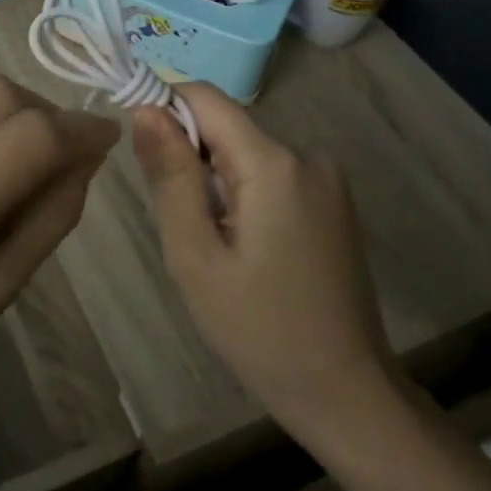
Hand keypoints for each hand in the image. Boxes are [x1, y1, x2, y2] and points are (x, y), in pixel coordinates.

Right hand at [132, 82, 393, 444]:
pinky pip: (272, 174)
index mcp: (273, 163)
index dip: (164, 110)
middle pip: (226, 127)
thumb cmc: (258, 329)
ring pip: (246, 152)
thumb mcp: (194, 254)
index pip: (204, 96)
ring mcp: (327, 179)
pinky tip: (249, 251)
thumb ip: (170, 174)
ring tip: (218, 248)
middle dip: (191, 161)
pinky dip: (245, 196)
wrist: (346, 394)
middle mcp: (306, 155)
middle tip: (185, 228)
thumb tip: (145, 109)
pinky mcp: (333, 201)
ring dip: (217, 183)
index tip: (144, 158)